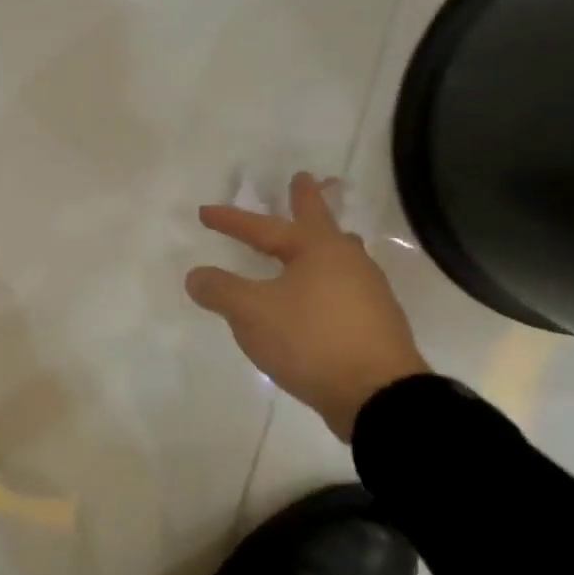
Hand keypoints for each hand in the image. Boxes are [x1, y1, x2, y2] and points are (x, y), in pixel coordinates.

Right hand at [185, 173, 427, 440]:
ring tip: (316, 236)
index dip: (231, 221)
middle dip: (307, 200)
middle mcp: (347, 261)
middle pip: (321, 222)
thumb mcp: (251, 313)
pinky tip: (320, 293)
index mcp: (317, 249)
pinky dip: (325, 278)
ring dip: (323, 240)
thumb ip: (220, 290)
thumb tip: (196, 276)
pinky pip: (344, 285)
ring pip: (339, 253)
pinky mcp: (375, 322)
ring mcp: (368, 291)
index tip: (204, 212)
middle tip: (303, 179)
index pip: (263, 227)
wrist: (377, 395)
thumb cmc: (310, 339)